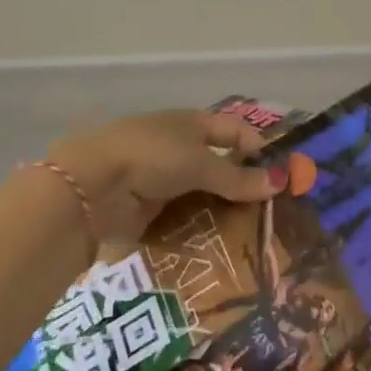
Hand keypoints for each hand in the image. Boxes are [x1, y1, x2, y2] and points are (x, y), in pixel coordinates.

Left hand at [47, 110, 282, 242]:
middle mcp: (179, 148)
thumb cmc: (151, 157)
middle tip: (270, 211)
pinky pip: (183, 219)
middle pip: (219, 166)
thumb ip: (238, 178)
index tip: (279, 175)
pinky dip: (199, 229)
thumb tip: (280, 182)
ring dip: (221, 212)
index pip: (234, 131)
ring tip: (251, 235)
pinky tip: (220, 246)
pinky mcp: (148, 210)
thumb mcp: (200, 163)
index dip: (257, 148)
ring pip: (202, 195)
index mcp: (192, 123)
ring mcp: (162, 180)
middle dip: (242, 187)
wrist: (90, 187)